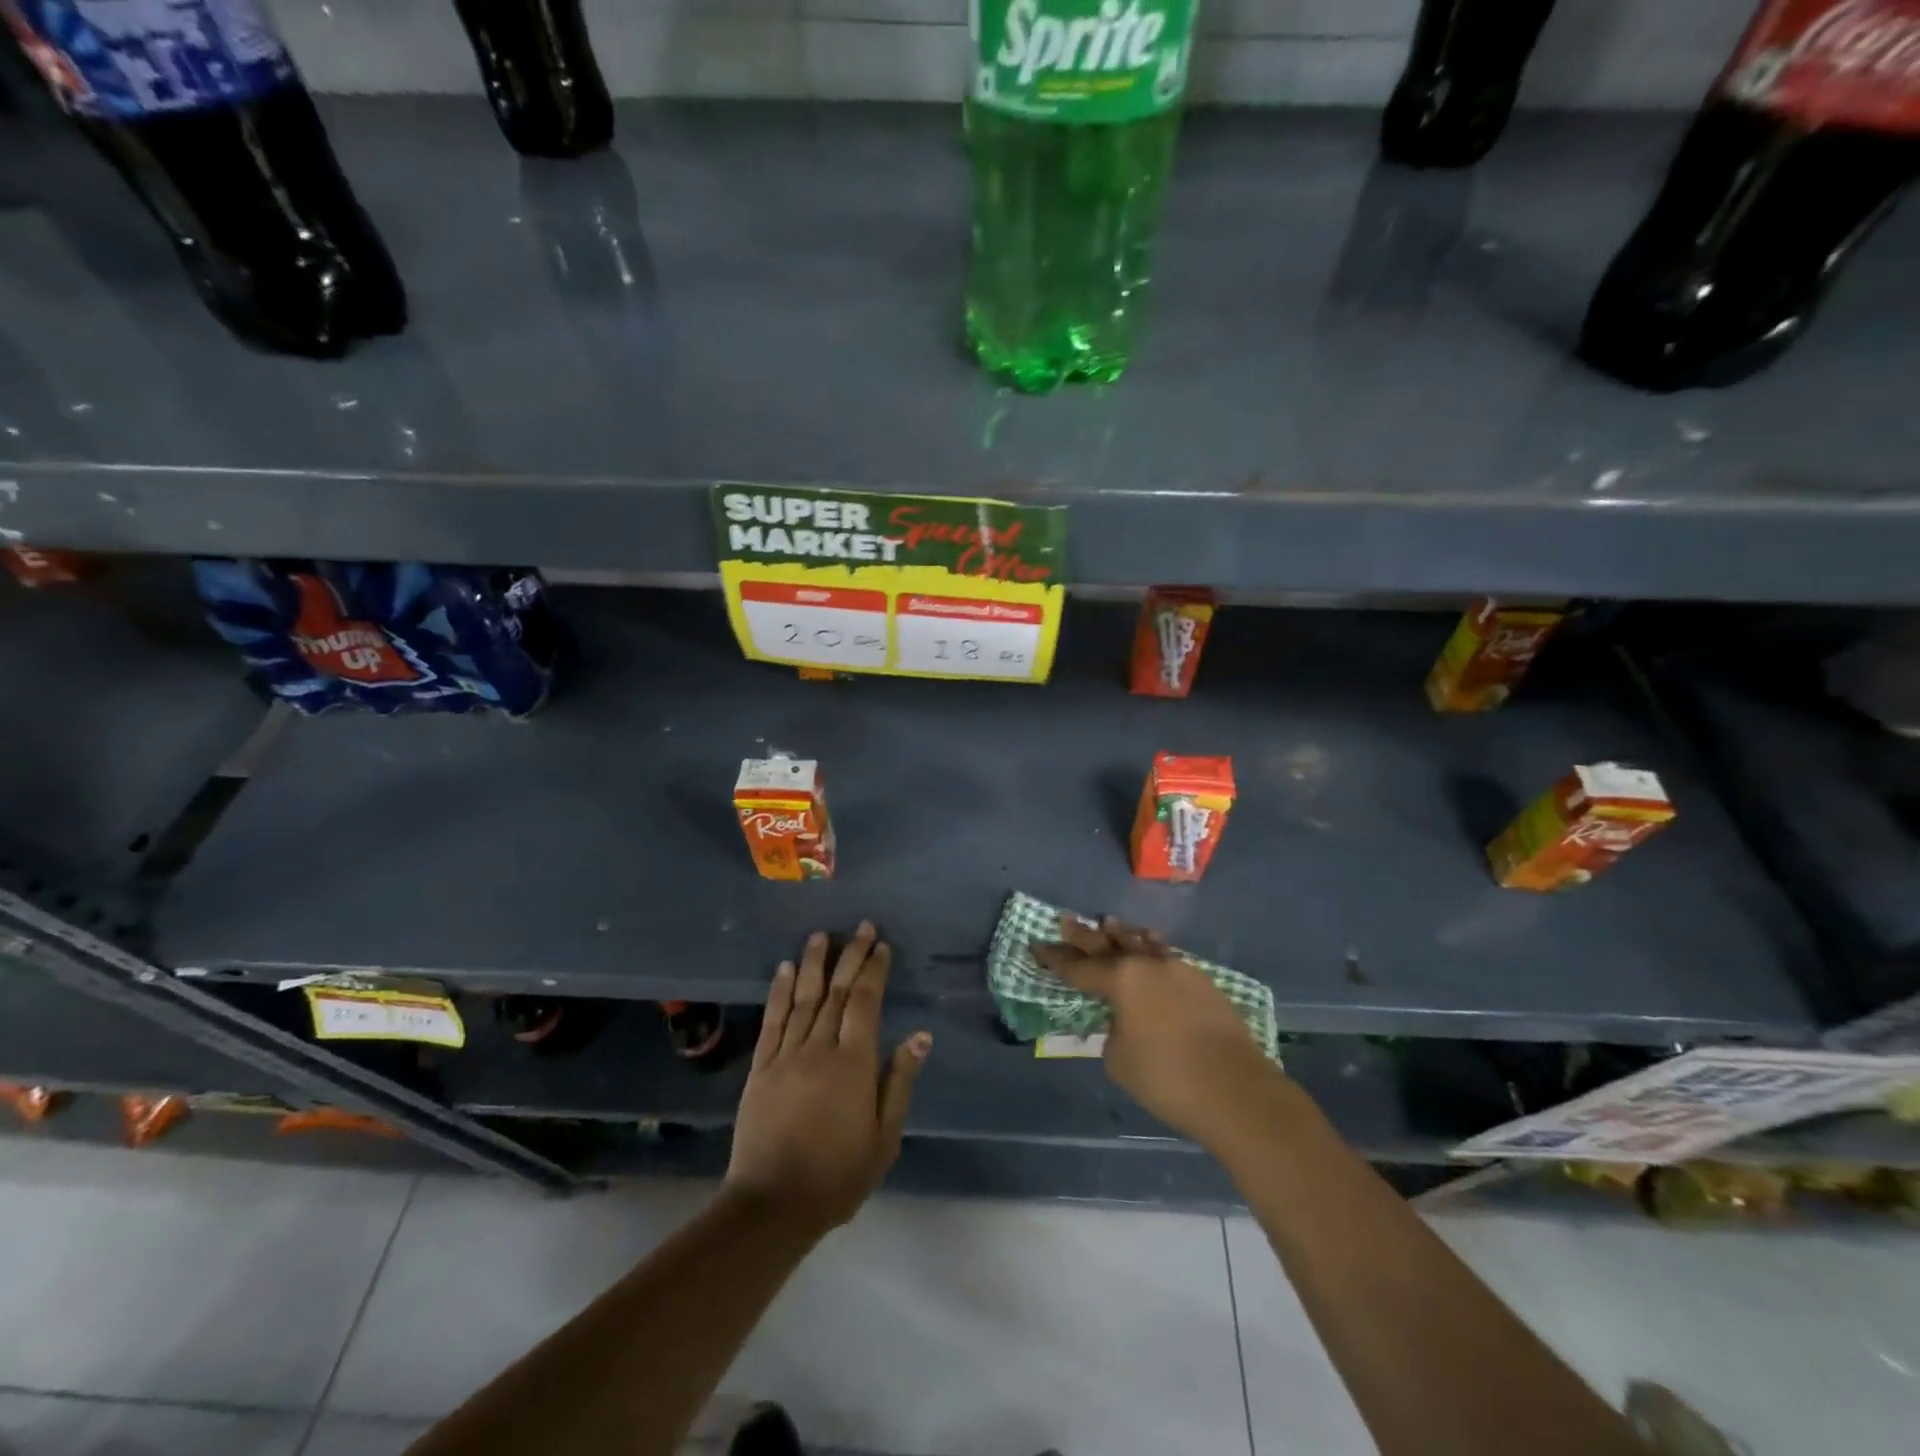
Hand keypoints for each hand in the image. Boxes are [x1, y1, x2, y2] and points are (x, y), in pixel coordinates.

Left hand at [725, 922, 930, 1234]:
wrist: (773, 1204)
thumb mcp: (884, 1137)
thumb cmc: (838, 1175)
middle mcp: (819, 1049)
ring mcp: (786, 1055)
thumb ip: (899, 1081)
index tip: (882, 946)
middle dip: (851, 956)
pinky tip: (784, 969)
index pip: (865, 1003)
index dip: (874, 971)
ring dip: (813, 963)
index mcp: (853, 1064)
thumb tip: (920, 1035)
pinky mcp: (761, 1067)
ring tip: (822, 935)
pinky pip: (772, 1020)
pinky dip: (779, 992)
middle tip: (861, 927)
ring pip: (803, 998)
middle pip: (836, 991)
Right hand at [1033, 914, 1283, 1145]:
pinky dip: (1151, 951)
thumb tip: (1124, 1020)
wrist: (1237, 1091)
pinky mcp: (1204, 983)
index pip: (1079, 967)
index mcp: (1122, 979)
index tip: (1037, 945)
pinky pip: (1167, 958)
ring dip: (1123, 936)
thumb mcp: (1119, 1059)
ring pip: (1143, 945)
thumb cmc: (1167, 1077)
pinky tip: (1150, 948)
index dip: (1055, 958)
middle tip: (1065, 921)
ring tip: (1109, 923)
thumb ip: (1113, 1031)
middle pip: (1109, 945)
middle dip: (1084, 936)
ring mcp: (1180, 969)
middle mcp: (1149, 964)